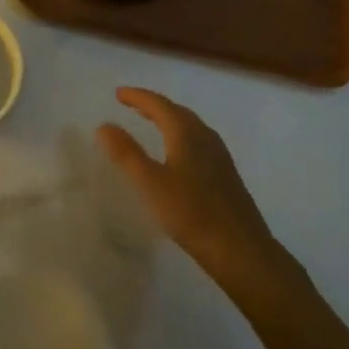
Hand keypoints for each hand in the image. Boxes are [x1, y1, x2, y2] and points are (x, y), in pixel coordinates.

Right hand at [97, 87, 290, 300]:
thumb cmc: (192, 214)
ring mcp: (220, 156)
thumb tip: (104, 125)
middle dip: (153, 105)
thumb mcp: (151, 183)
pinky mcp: (227, 176)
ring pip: (190, 126)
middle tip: (132, 105)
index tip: (118, 93)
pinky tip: (179, 155)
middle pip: (176, 111)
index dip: (137, 96)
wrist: (244, 254)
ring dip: (169, 120)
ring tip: (153, 124)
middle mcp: (204, 136)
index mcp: (185, 132)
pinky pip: (199, 142)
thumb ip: (126, 153)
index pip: (158, 103)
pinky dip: (181, 136)